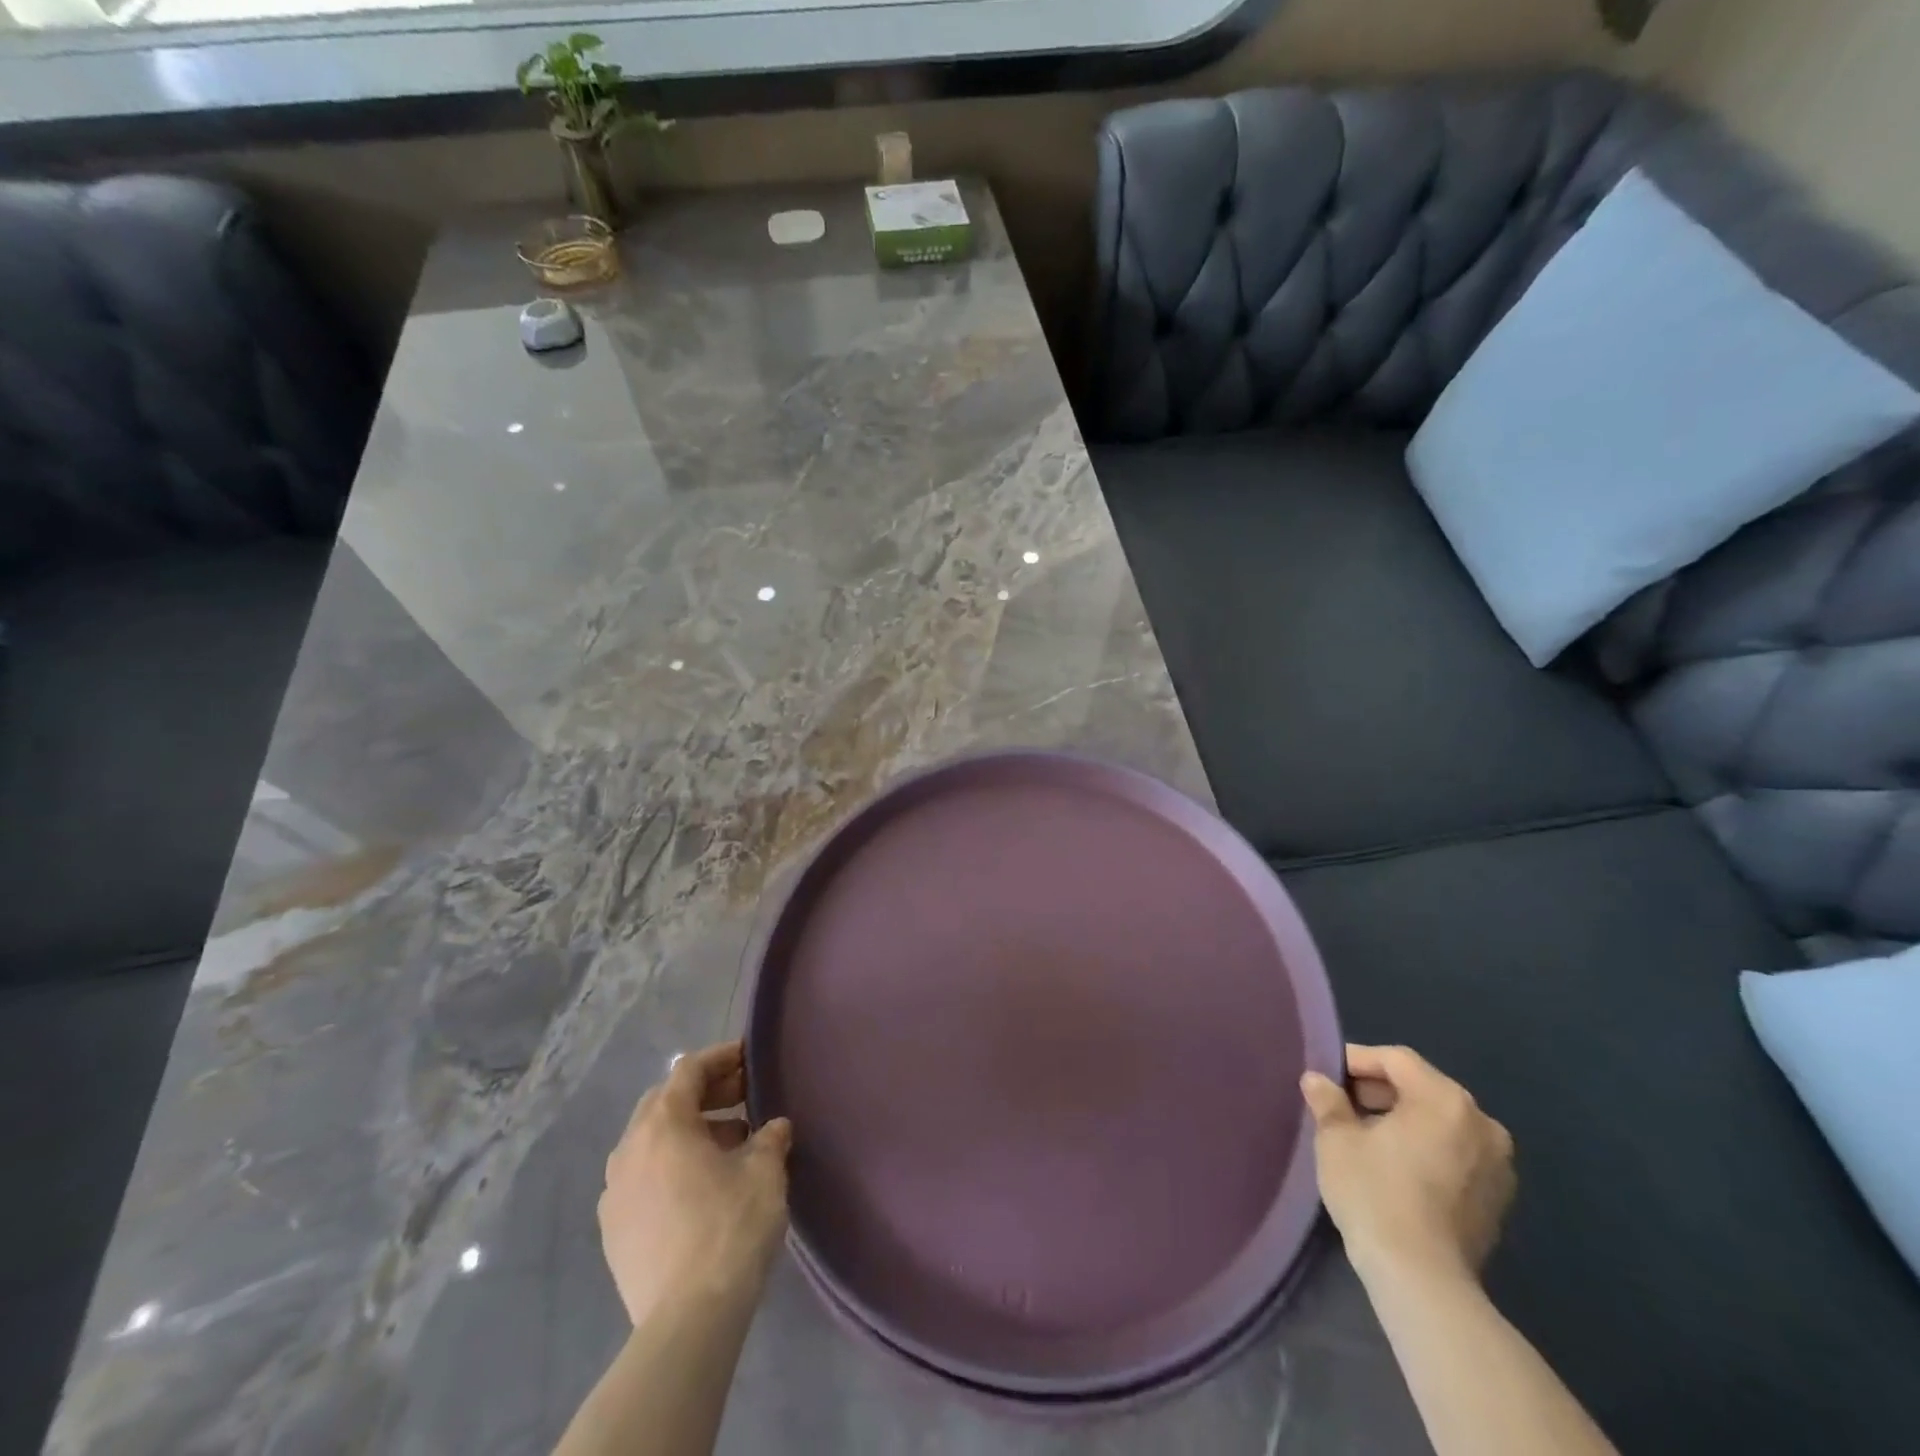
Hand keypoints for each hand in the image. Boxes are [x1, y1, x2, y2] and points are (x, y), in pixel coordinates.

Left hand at [599, 1040, 792, 1324]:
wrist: (687, 1320)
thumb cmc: (730, 1227)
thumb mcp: (764, 1171)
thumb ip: (769, 1137)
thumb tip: (774, 1127)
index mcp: (663, 1124)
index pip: (689, 1070)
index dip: (721, 1058)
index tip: (748, 1056)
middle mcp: (629, 1149)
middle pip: (665, 1101)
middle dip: (704, 1093)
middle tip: (742, 1097)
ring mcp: (614, 1192)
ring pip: (651, 1141)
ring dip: (688, 1131)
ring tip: (729, 1145)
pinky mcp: (612, 1231)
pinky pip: (641, 1177)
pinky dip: (669, 1166)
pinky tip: (700, 1187)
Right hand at [1301, 1044, 1514, 1287]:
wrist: (1423, 1281)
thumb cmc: (1375, 1194)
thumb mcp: (1336, 1140)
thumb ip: (1328, 1101)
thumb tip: (1317, 1080)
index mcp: (1445, 1099)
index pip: (1395, 1060)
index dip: (1357, 1060)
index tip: (1327, 1075)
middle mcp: (1481, 1123)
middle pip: (1422, 1087)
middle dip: (1380, 1090)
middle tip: (1342, 1105)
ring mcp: (1498, 1164)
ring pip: (1440, 1121)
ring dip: (1403, 1120)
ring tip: (1365, 1136)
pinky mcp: (1498, 1199)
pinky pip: (1456, 1153)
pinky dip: (1426, 1148)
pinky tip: (1396, 1167)